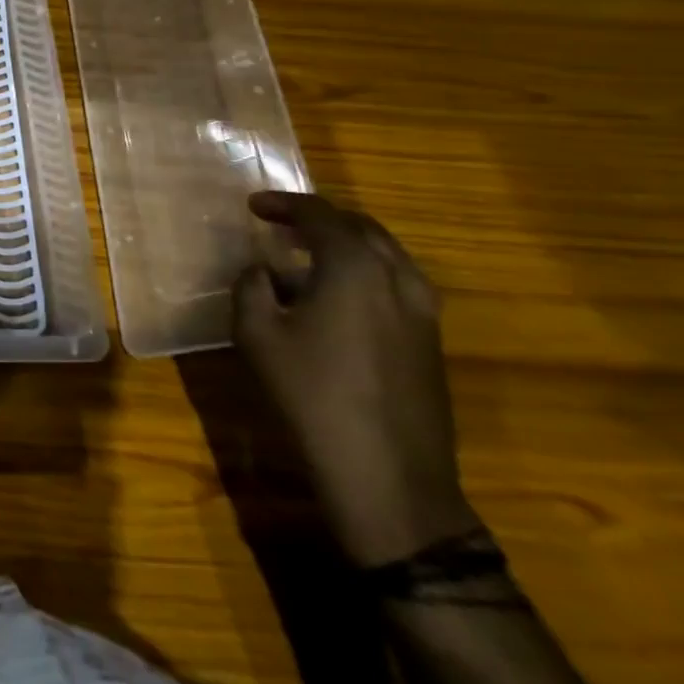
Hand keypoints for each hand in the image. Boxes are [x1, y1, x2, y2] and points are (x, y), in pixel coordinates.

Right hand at [233, 191, 480, 567]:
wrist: (390, 479)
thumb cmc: (313, 397)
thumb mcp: (257, 335)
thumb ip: (252, 287)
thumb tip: (261, 270)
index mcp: (354, 266)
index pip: (319, 214)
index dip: (283, 204)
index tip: (254, 206)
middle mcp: (397, 277)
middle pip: (360, 227)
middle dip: (319, 219)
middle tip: (282, 224)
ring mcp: (423, 311)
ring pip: (385, 255)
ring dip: (346, 245)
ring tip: (307, 257)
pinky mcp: (431, 342)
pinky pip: (397, 284)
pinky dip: (365, 273)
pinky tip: (337, 298)